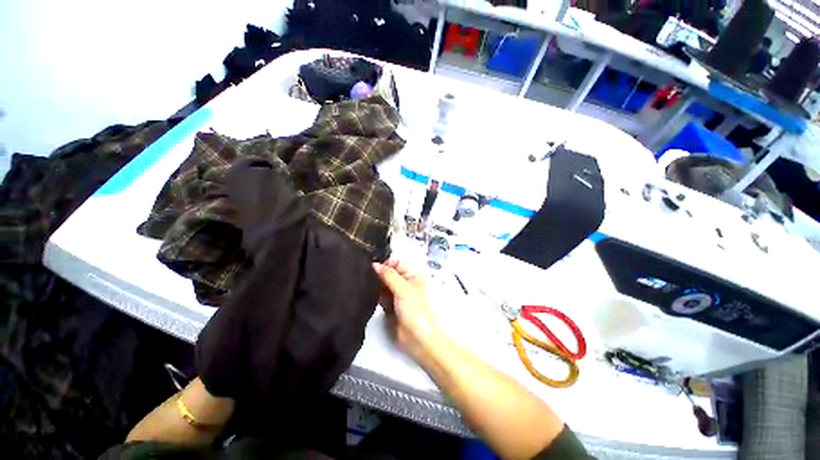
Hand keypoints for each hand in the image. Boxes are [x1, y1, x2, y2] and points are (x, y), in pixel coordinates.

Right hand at [372, 260, 440, 360]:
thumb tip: (374, 264)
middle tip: (362, 274)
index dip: (385, 263)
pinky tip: (368, 295)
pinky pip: (381, 297)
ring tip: (364, 285)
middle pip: (389, 273)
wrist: (418, 339)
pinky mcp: (390, 306)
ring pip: (383, 285)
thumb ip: (388, 275)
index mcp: (412, 275)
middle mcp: (405, 283)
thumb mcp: (403, 289)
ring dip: (376, 286)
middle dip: (378, 274)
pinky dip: (376, 296)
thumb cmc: (415, 309)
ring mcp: (397, 295)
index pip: (396, 263)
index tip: (369, 265)